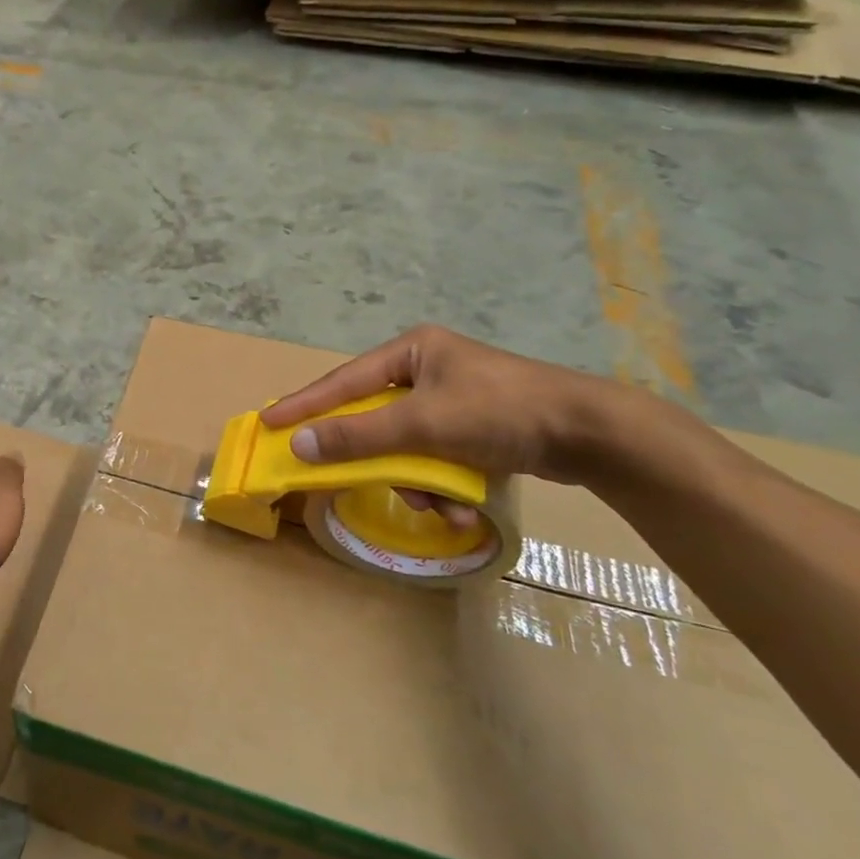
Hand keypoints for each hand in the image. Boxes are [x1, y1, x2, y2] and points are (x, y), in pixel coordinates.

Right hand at [260, 326, 623, 497]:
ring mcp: (452, 398)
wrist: (592, 433)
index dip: (304, 404)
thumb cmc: (499, 412)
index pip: (343, 381)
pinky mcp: (475, 427)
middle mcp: (426, 370)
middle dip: (380, 459)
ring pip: (406, 445)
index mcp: (411, 352)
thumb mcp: (423, 424)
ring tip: (440, 504)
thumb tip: (301, 444)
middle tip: (353, 479)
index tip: (268, 422)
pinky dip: (442, 483)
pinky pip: (436, 456)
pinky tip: (461, 505)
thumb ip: (359, 435)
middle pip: (376, 419)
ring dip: (416, 481)